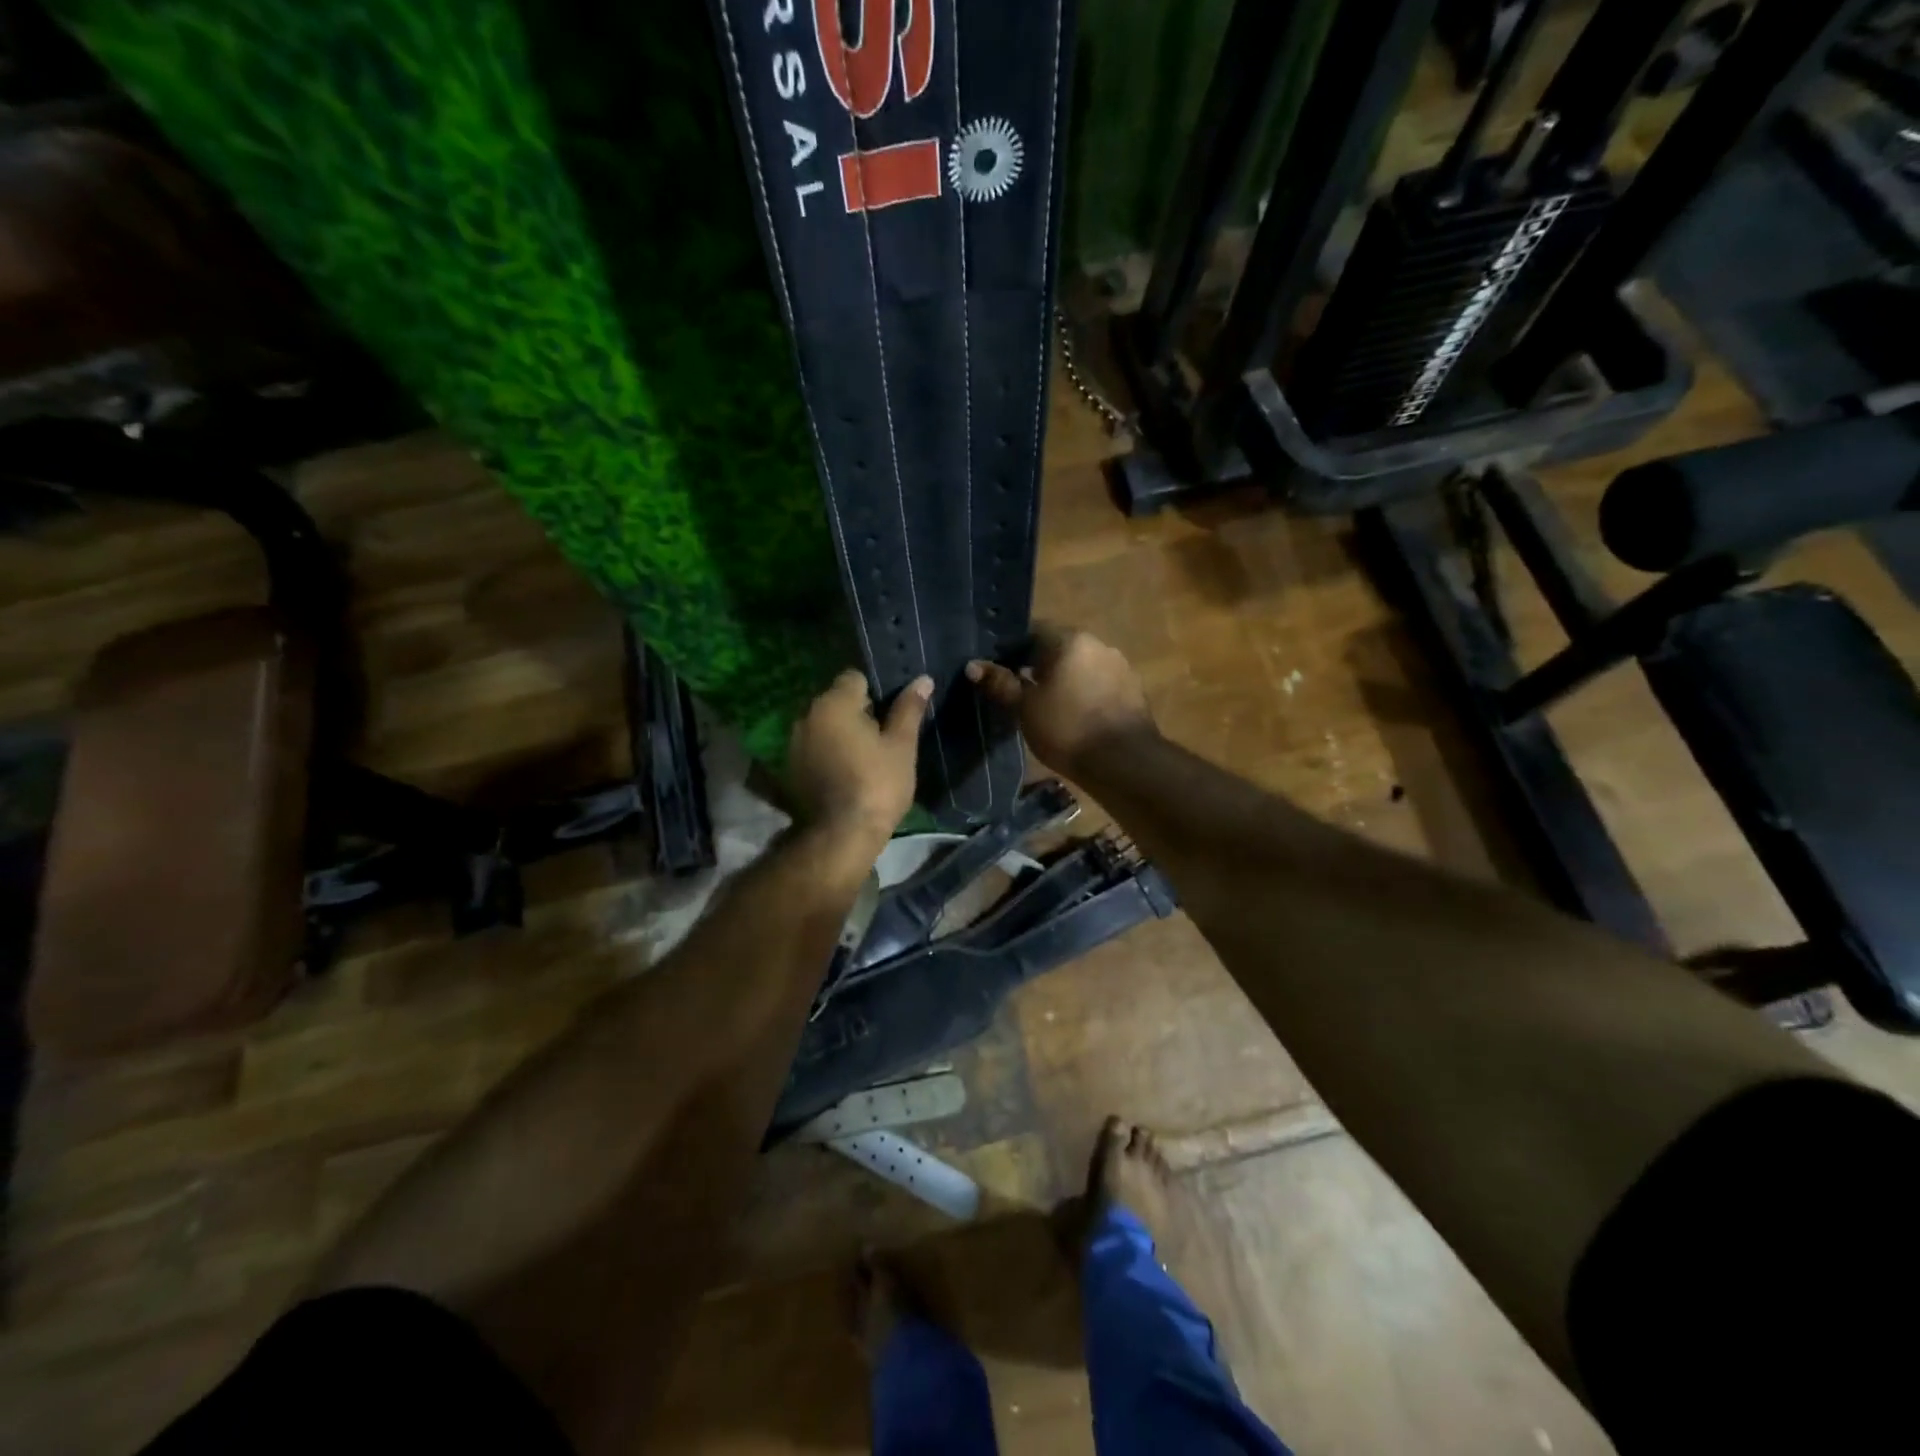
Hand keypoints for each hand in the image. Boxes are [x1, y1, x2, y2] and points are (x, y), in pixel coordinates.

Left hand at [787, 669, 930, 847]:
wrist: (841, 835)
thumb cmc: (878, 785)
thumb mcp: (901, 746)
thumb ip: (909, 709)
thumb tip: (923, 680)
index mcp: (834, 703)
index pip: (854, 678)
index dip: (875, 692)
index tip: (889, 715)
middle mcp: (807, 715)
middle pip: (836, 701)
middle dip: (856, 713)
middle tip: (881, 739)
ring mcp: (794, 742)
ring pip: (823, 725)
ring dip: (839, 733)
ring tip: (863, 758)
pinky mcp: (789, 767)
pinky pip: (813, 748)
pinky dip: (826, 753)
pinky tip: (843, 773)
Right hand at [967, 624, 1154, 773]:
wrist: (1125, 763)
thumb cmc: (1068, 729)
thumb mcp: (1025, 708)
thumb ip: (1001, 683)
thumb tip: (974, 666)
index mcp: (1070, 640)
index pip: (1032, 630)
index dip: (1010, 649)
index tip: (997, 670)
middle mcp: (1098, 644)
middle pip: (1058, 647)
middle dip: (1037, 665)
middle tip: (1017, 690)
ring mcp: (1119, 666)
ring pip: (1080, 666)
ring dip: (1062, 679)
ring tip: (1044, 706)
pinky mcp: (1132, 690)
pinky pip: (1098, 683)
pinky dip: (1082, 692)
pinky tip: (1073, 716)